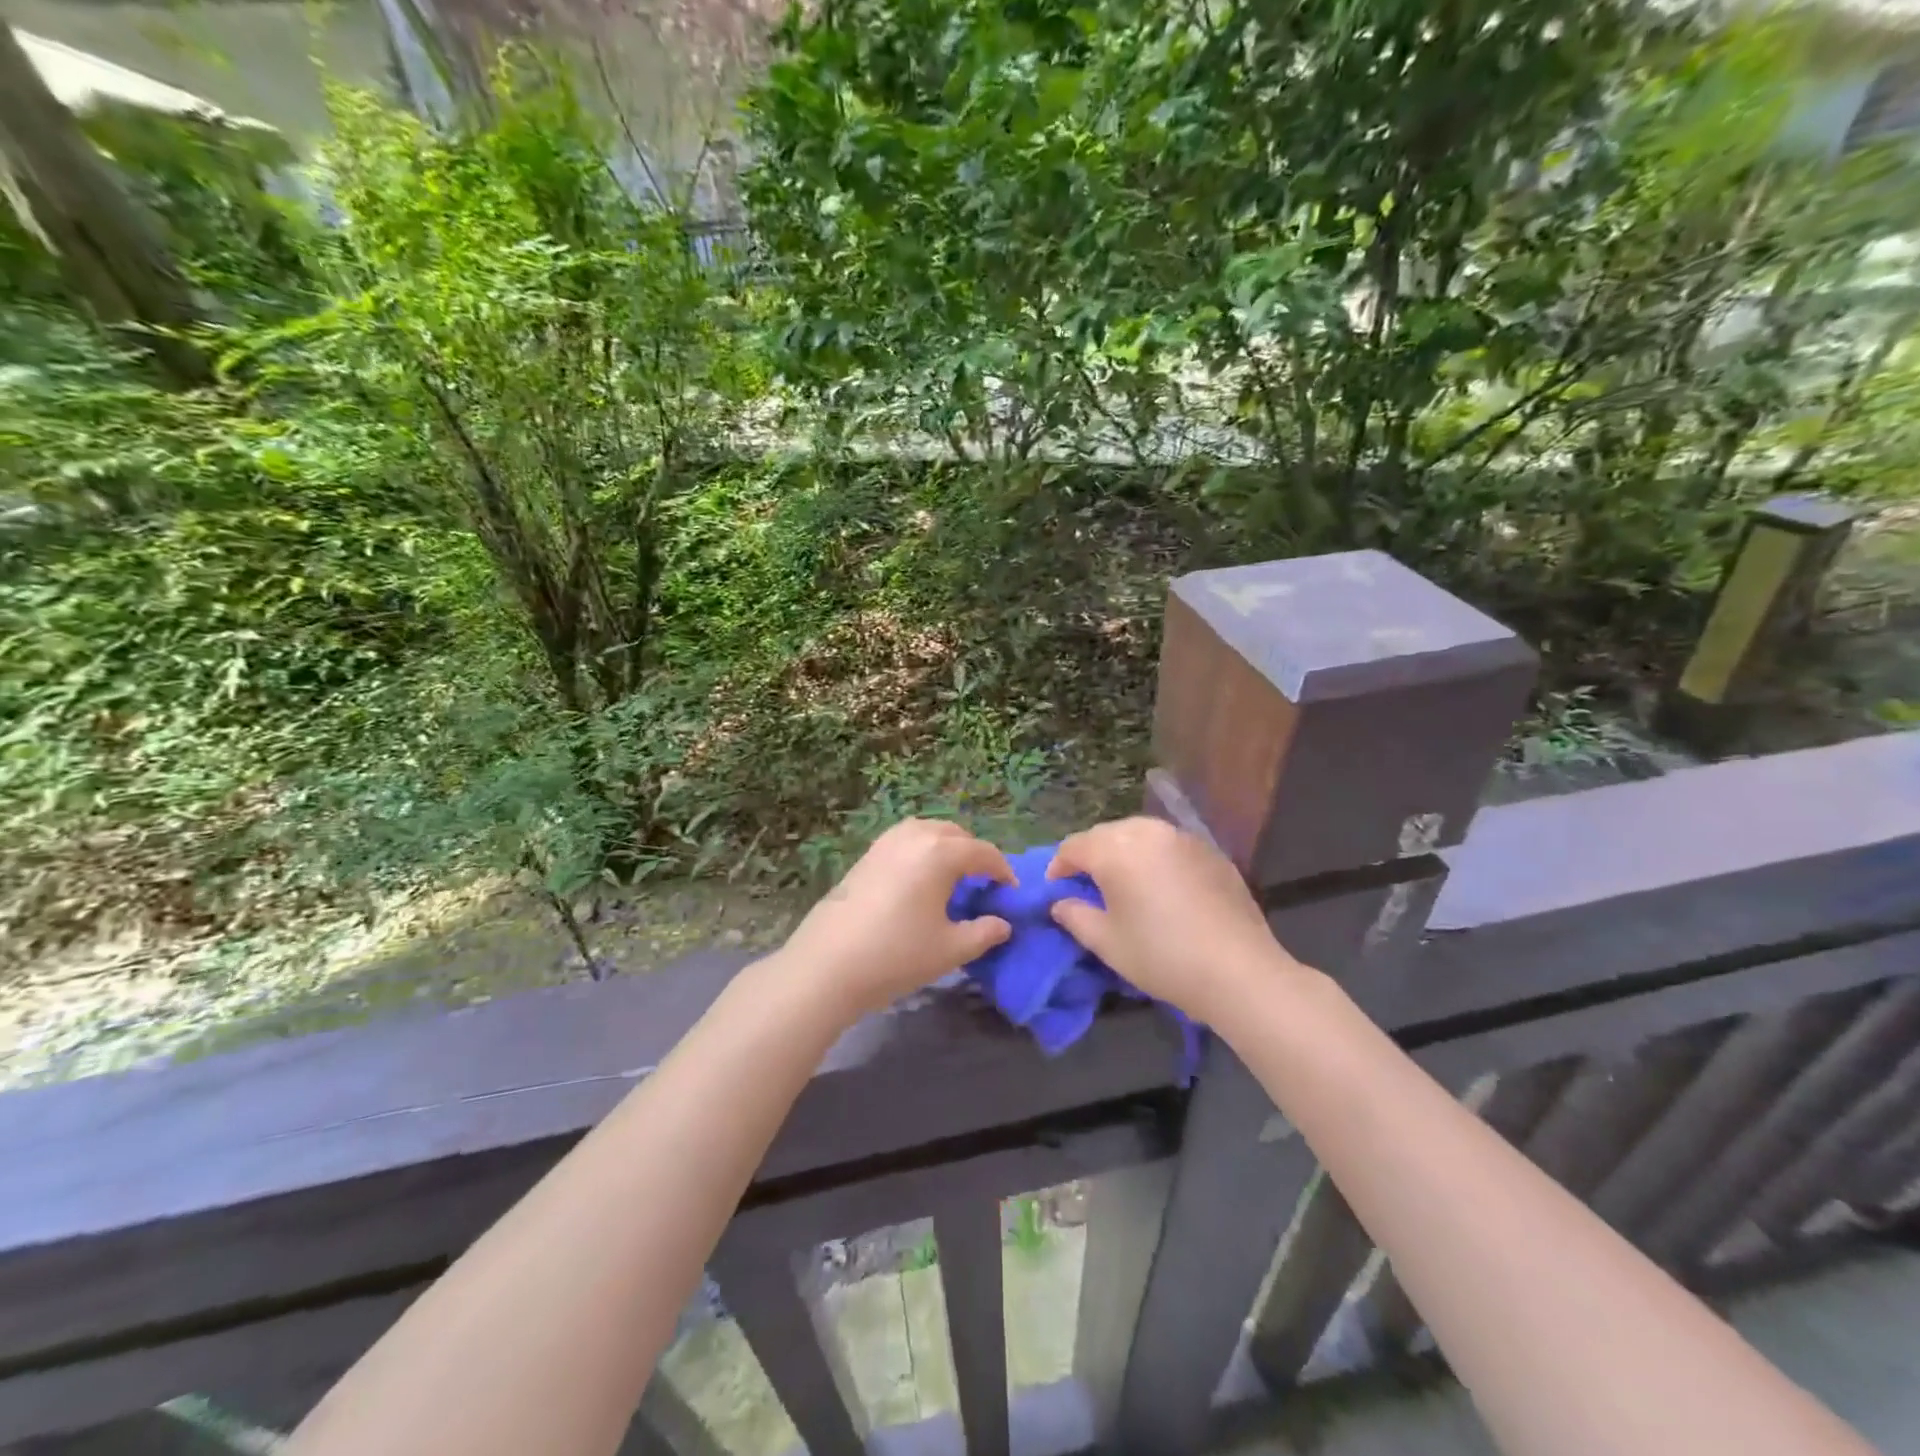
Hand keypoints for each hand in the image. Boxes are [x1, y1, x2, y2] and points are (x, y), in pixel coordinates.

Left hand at [778, 819, 1014, 1017]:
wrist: (827, 965)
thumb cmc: (897, 955)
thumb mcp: (951, 949)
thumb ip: (984, 933)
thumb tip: (1002, 924)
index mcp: (940, 852)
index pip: (983, 853)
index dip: (1002, 872)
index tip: (1010, 894)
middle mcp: (915, 836)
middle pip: (956, 835)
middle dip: (974, 855)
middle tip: (982, 886)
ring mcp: (886, 842)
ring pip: (928, 832)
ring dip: (946, 849)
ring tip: (952, 881)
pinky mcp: (866, 856)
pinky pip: (905, 841)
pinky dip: (921, 852)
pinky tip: (919, 883)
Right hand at [1046, 816, 1297, 1020]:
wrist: (1238, 970)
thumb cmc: (1162, 957)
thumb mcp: (1106, 943)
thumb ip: (1075, 916)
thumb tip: (1061, 903)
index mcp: (1116, 849)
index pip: (1074, 846)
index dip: (1059, 866)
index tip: (1056, 889)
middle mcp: (1148, 832)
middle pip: (1106, 834)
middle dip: (1091, 855)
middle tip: (1087, 886)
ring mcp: (1183, 838)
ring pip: (1139, 834)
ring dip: (1123, 852)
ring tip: (1123, 882)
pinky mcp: (1211, 851)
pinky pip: (1169, 845)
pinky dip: (1155, 858)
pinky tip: (1161, 887)